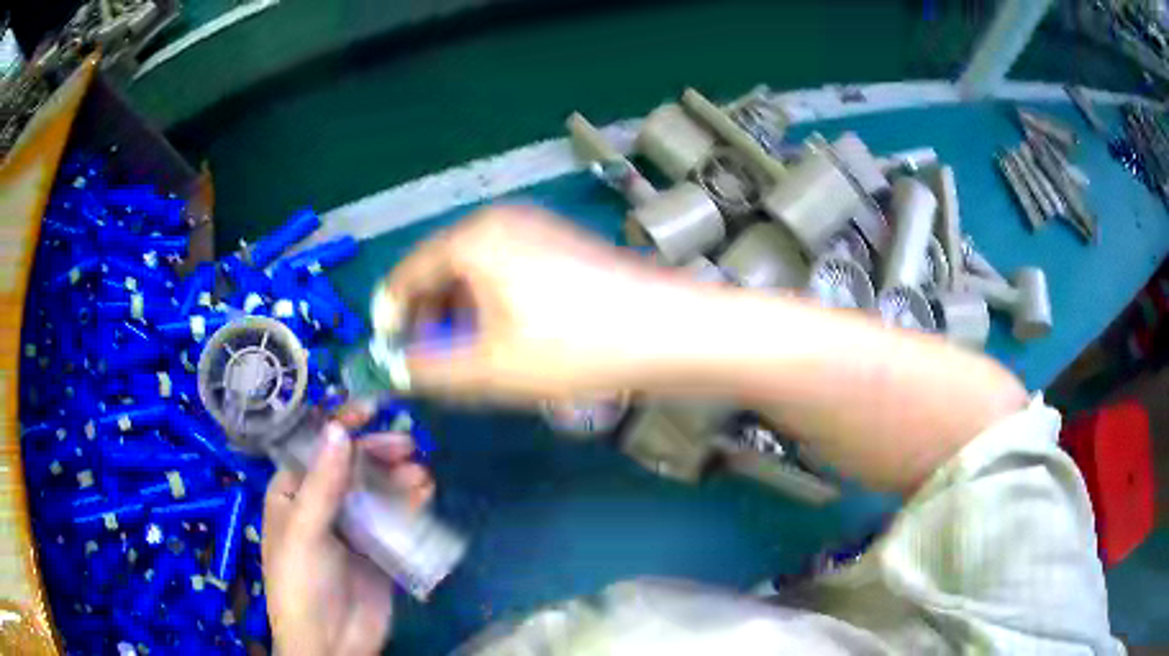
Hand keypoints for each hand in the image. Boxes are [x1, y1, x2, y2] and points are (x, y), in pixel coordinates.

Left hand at [262, 423, 433, 655]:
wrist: (331, 643)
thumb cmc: (302, 583)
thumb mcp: (305, 531)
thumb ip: (323, 483)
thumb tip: (339, 429)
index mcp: (291, 493)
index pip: (314, 449)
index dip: (339, 425)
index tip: (370, 409)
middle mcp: (320, 504)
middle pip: (350, 466)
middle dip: (375, 453)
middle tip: (406, 446)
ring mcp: (351, 527)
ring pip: (375, 490)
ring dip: (397, 477)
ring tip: (420, 474)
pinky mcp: (377, 548)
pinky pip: (393, 518)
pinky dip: (409, 503)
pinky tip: (425, 494)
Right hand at [383, 206, 698, 400]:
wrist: (669, 331)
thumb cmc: (574, 348)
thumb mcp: (491, 368)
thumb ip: (431, 370)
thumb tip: (396, 371)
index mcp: (474, 239)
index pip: (409, 272)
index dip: (392, 315)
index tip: (389, 352)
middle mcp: (501, 222)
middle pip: (442, 269)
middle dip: (429, 318)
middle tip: (431, 362)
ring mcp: (536, 229)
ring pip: (475, 273)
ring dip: (461, 316)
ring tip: (470, 358)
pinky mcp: (561, 246)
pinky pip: (506, 273)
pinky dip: (492, 305)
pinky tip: (507, 339)